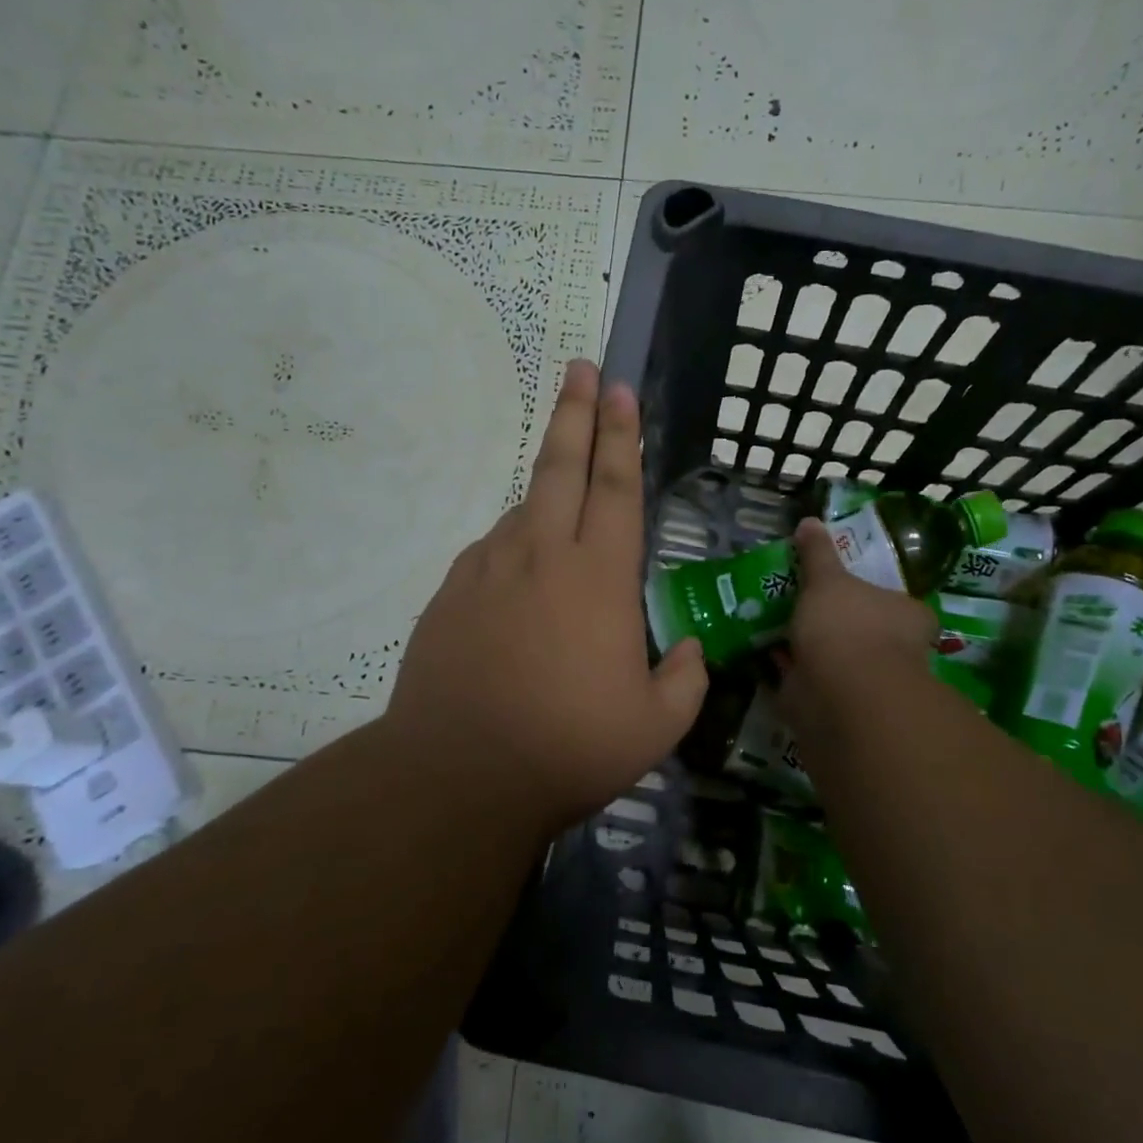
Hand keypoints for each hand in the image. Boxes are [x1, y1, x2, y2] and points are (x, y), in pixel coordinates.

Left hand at [382, 359, 707, 832]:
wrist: (459, 773)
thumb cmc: (569, 747)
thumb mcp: (655, 726)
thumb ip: (685, 680)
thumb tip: (692, 649)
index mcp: (600, 578)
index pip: (617, 488)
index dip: (622, 436)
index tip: (619, 389)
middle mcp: (543, 556)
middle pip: (561, 468)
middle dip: (576, 413)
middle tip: (581, 368)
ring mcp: (489, 570)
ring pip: (523, 509)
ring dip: (545, 488)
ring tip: (563, 498)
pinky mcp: (451, 594)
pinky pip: (491, 552)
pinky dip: (512, 547)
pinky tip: (519, 572)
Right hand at [778, 517, 936, 745]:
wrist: (840, 693)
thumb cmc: (847, 626)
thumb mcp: (828, 578)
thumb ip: (818, 553)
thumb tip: (809, 521)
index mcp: (908, 616)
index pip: (894, 601)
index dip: (868, 594)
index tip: (839, 586)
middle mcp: (896, 650)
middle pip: (863, 630)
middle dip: (834, 622)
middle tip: (799, 603)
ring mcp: (867, 681)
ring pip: (835, 656)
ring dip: (809, 647)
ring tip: (775, 626)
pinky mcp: (836, 704)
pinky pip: (811, 680)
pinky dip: (791, 670)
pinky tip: (766, 655)